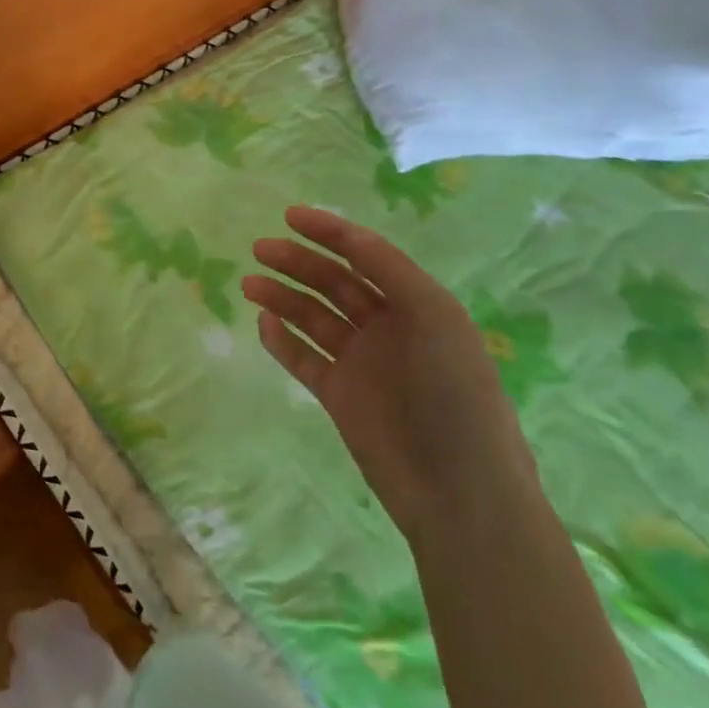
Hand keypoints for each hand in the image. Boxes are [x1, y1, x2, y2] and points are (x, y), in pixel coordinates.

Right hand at [243, 207, 541, 546]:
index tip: (289, 216)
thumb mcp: (434, 318)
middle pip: (334, 284)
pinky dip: (282, 340)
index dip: (330, 233)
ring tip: (249, 284)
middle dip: (298, 262)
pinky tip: (264, 324)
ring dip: (282, 297)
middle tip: (259, 249)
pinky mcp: (340, 396)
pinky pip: (304, 358)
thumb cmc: (455, 395)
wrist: (459, 490)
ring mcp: (362, 363)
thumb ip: (390, 272)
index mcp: (417, 305)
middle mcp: (388, 328)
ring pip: (313, 318)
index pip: (366, 256)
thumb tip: (348, 238)